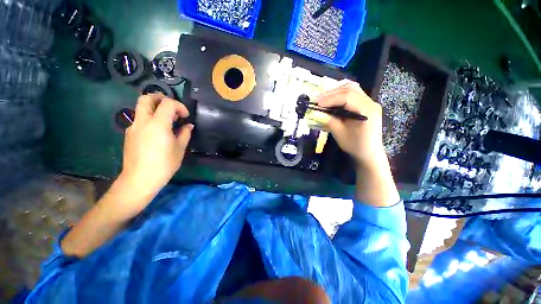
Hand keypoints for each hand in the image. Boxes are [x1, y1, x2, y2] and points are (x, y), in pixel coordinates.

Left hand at [120, 94, 193, 199]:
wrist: (140, 179)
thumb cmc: (164, 164)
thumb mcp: (179, 149)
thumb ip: (184, 134)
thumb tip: (188, 126)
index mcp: (158, 124)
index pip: (168, 104)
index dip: (179, 106)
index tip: (185, 116)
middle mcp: (142, 122)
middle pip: (146, 99)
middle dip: (159, 98)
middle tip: (171, 106)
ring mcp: (133, 127)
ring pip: (141, 109)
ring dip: (154, 109)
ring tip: (166, 120)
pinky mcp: (129, 134)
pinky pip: (139, 120)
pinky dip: (149, 119)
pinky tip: (157, 132)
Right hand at [314, 80, 384, 165]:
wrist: (369, 153)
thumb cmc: (355, 146)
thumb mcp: (340, 134)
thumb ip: (329, 121)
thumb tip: (316, 112)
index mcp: (367, 110)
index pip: (347, 97)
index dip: (330, 98)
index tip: (316, 103)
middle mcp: (370, 102)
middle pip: (350, 88)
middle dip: (331, 93)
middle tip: (317, 100)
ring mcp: (369, 102)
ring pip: (351, 88)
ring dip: (335, 92)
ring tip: (323, 100)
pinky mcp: (365, 105)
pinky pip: (352, 94)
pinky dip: (339, 95)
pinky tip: (332, 101)